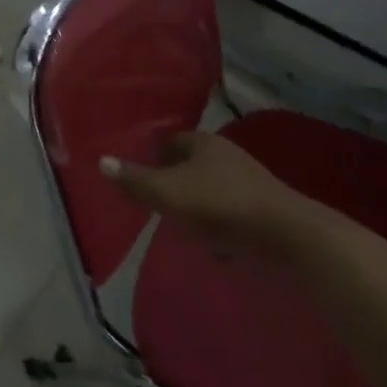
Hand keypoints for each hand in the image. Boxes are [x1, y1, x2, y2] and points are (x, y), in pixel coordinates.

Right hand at [100, 131, 320, 250]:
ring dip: (196, 204)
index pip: (171, 141)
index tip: (138, 175)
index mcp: (203, 144)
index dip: (153, 156)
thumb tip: (101, 161)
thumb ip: (134, 180)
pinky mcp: (263, 210)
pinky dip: (219, 226)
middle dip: (174, 180)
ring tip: (179, 224)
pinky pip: (231, 214)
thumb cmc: (218, 206)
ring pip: (211, 189)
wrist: (285, 236)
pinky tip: (212, 245)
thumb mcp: (166, 193)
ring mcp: (248, 183)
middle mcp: (227, 156)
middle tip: (154, 200)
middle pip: (192, 165)